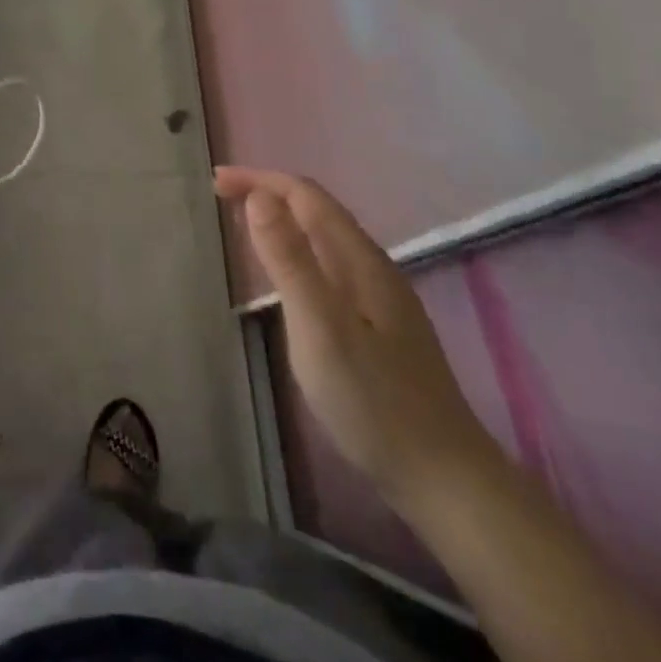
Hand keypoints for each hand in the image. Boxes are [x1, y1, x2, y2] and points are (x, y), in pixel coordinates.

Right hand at [216, 166, 498, 509]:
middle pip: (316, 211)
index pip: (306, 195)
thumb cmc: (373, 401)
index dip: (260, 180)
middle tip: (221, 198)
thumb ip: (290, 261)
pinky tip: (285, 276)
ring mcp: (379, 298)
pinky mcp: (377, 326)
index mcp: (361, 260)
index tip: (216, 183)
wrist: (444, 481)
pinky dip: (296, 251)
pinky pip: (328, 266)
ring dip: (281, 220)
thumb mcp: (320, 327)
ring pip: (323, 239)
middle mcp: (372, 268)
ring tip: (243, 225)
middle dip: (268, 194)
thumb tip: (259, 196)